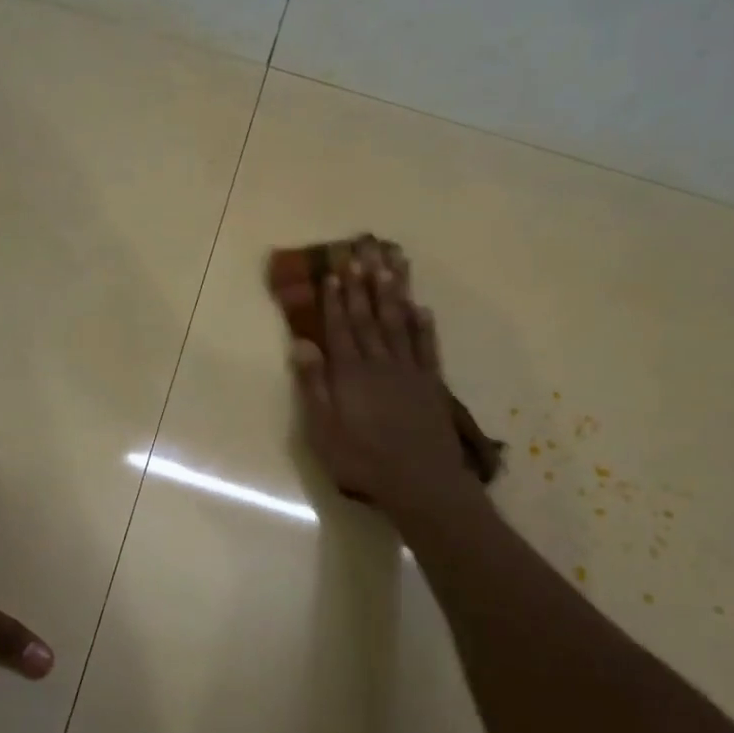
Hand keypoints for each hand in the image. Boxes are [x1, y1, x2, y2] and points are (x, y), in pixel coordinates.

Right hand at [290, 249, 487, 521]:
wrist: (420, 481)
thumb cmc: (362, 460)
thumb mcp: (323, 430)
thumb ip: (314, 385)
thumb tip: (302, 344)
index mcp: (350, 373)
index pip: (340, 328)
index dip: (335, 299)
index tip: (333, 271)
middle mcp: (380, 363)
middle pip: (369, 317)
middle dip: (363, 284)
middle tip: (361, 251)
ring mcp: (409, 371)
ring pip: (399, 322)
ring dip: (393, 292)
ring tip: (391, 263)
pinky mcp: (431, 384)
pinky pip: (427, 346)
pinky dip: (424, 325)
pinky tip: (422, 307)